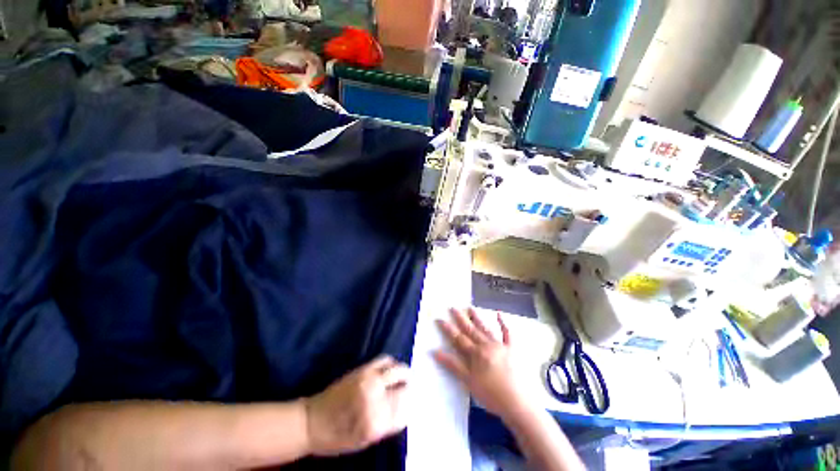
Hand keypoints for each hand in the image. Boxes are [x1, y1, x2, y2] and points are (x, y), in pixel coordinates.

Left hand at [304, 356, 408, 455]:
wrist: (312, 422)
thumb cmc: (338, 438)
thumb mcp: (365, 440)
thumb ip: (387, 425)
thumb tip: (405, 409)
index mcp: (377, 422)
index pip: (406, 410)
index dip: (410, 407)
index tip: (411, 405)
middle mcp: (376, 398)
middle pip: (405, 388)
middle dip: (409, 390)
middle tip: (409, 390)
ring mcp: (370, 380)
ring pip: (398, 370)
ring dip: (403, 374)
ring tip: (403, 377)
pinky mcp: (363, 368)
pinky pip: (385, 360)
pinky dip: (391, 363)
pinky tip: (390, 369)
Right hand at [434, 308, 530, 419]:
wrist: (518, 403)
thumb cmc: (491, 395)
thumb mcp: (469, 382)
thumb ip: (453, 365)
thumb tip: (435, 351)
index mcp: (476, 353)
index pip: (458, 338)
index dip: (448, 329)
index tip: (439, 318)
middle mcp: (486, 345)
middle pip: (471, 330)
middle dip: (461, 318)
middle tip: (453, 307)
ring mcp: (500, 345)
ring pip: (485, 328)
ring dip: (477, 318)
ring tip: (470, 307)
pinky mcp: (512, 349)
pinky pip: (507, 334)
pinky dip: (503, 323)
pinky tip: (498, 314)